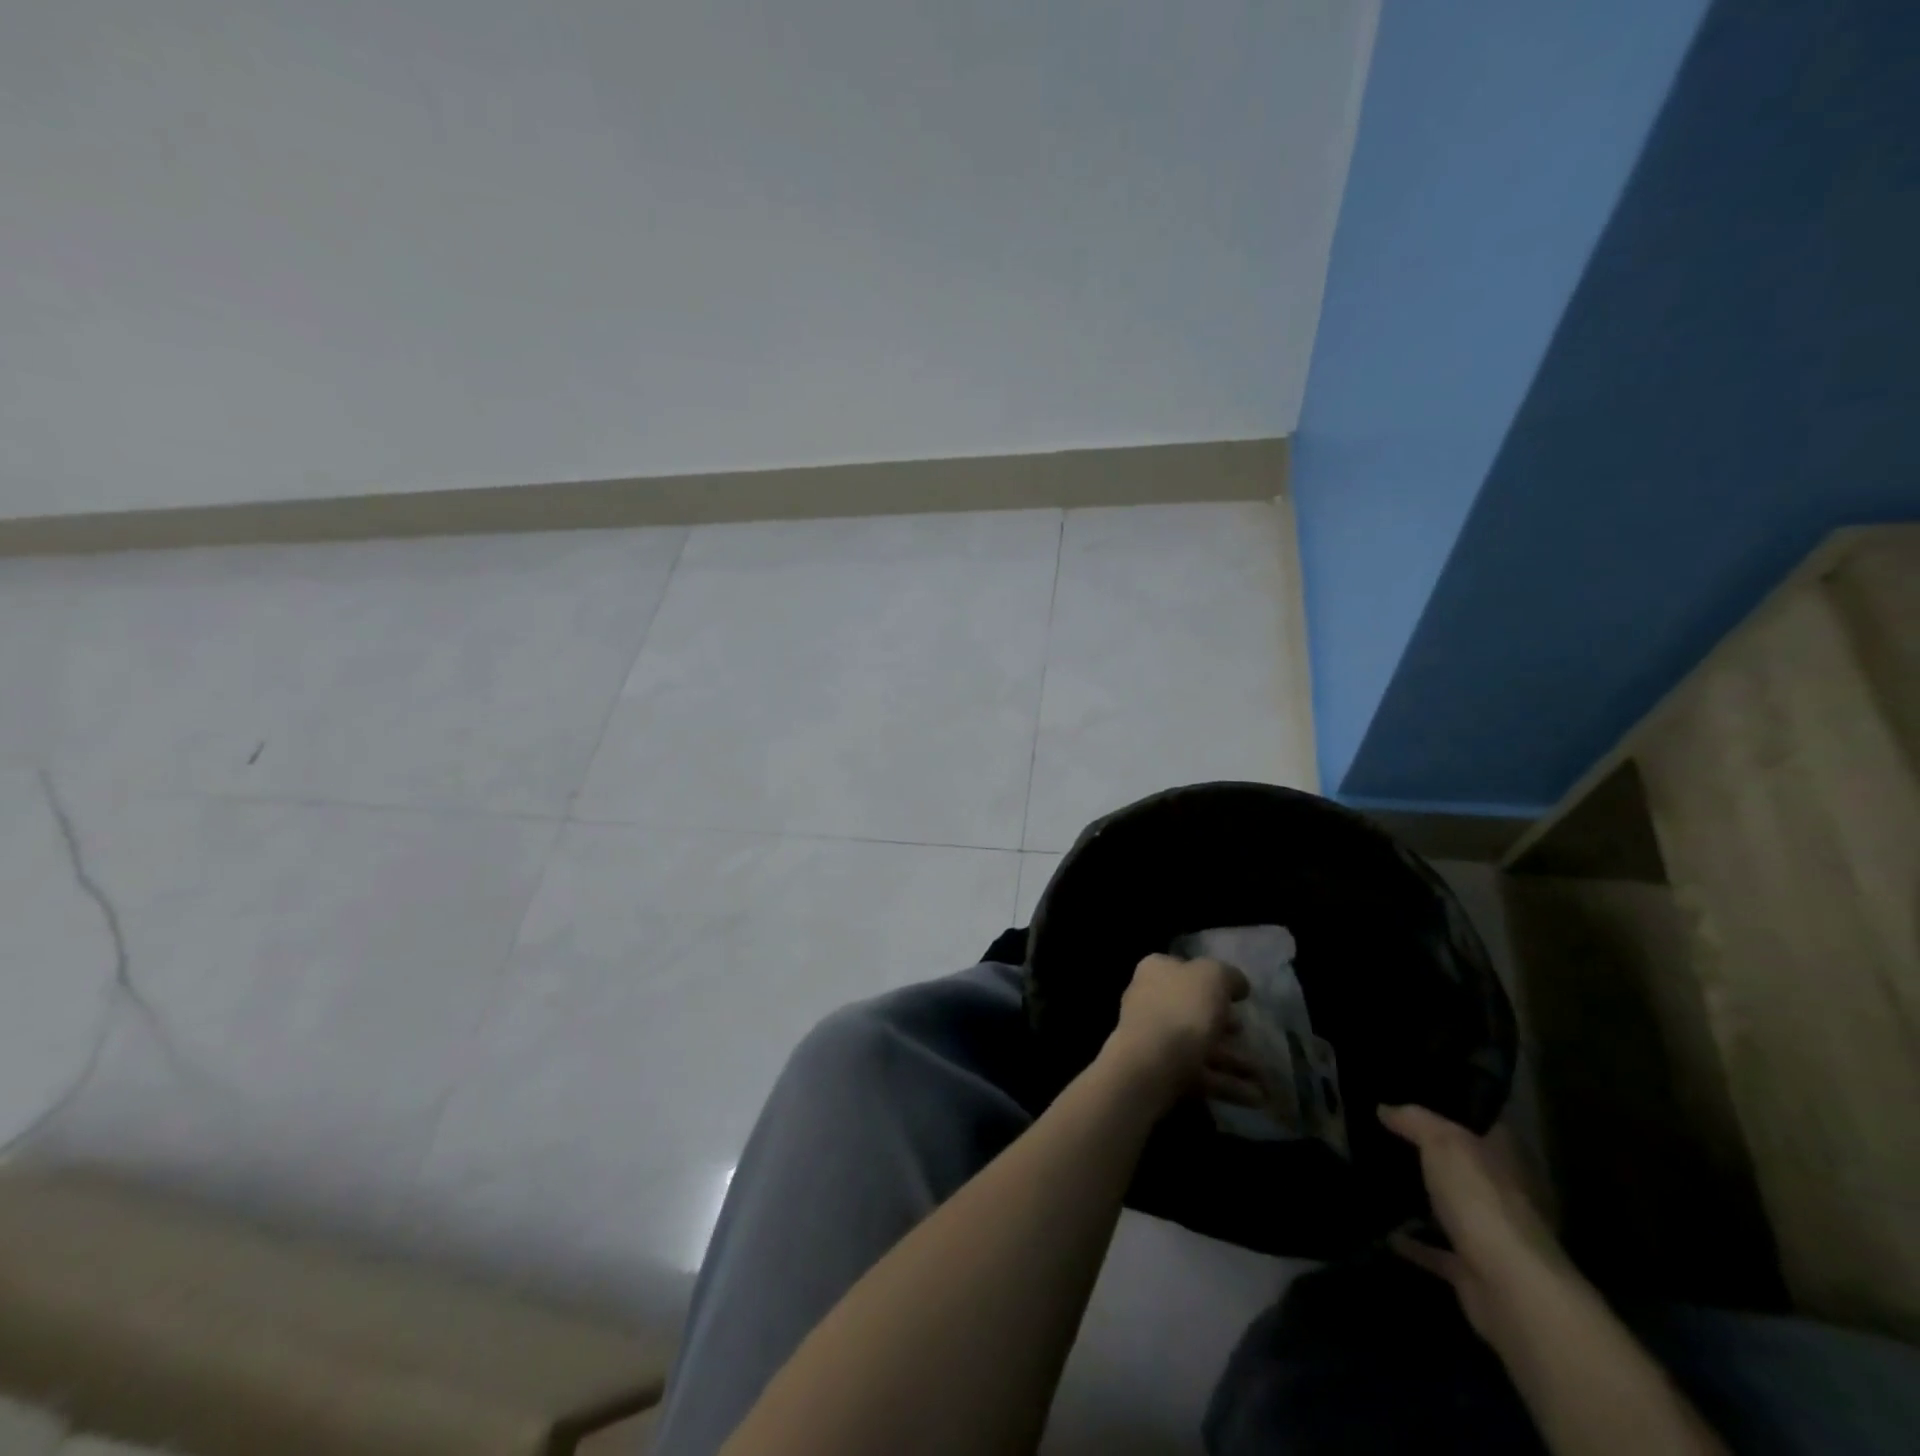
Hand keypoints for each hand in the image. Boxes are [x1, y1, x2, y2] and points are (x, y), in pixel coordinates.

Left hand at [1101, 954, 1255, 1107]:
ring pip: (1202, 1045)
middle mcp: (1151, 1000)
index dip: (1212, 980)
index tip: (1237, 997)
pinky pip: (1201, 1075)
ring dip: (1235, 1061)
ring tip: (1265, 1077)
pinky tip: (1256, 1098)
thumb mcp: (1213, 976)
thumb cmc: (1182, 1008)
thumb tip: (1238, 985)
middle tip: (1249, 1034)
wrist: (1152, 1063)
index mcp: (1156, 971)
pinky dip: (1228, 1084)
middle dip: (1227, 1026)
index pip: (1185, 969)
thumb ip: (1228, 976)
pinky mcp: (1163, 1071)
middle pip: (1195, 1010)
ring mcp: (1155, 1038)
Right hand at [1379, 1104, 1564, 1337]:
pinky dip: (1414, 1243)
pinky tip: (1384, 1230)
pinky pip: (1437, 1250)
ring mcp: (1492, 1235)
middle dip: (1434, 1157)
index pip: (1483, 1125)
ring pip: (1453, 1209)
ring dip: (1425, 1201)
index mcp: (1507, 1159)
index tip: (1416, 1100)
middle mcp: (1506, 1195)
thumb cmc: (1482, 1200)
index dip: (1453, 1110)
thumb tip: (1385, 1109)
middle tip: (1388, 1136)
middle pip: (1466, 1167)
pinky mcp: (1474, 1270)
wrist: (1510, 1288)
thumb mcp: (1443, 1142)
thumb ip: (1414, 1121)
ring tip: (1381, 1179)